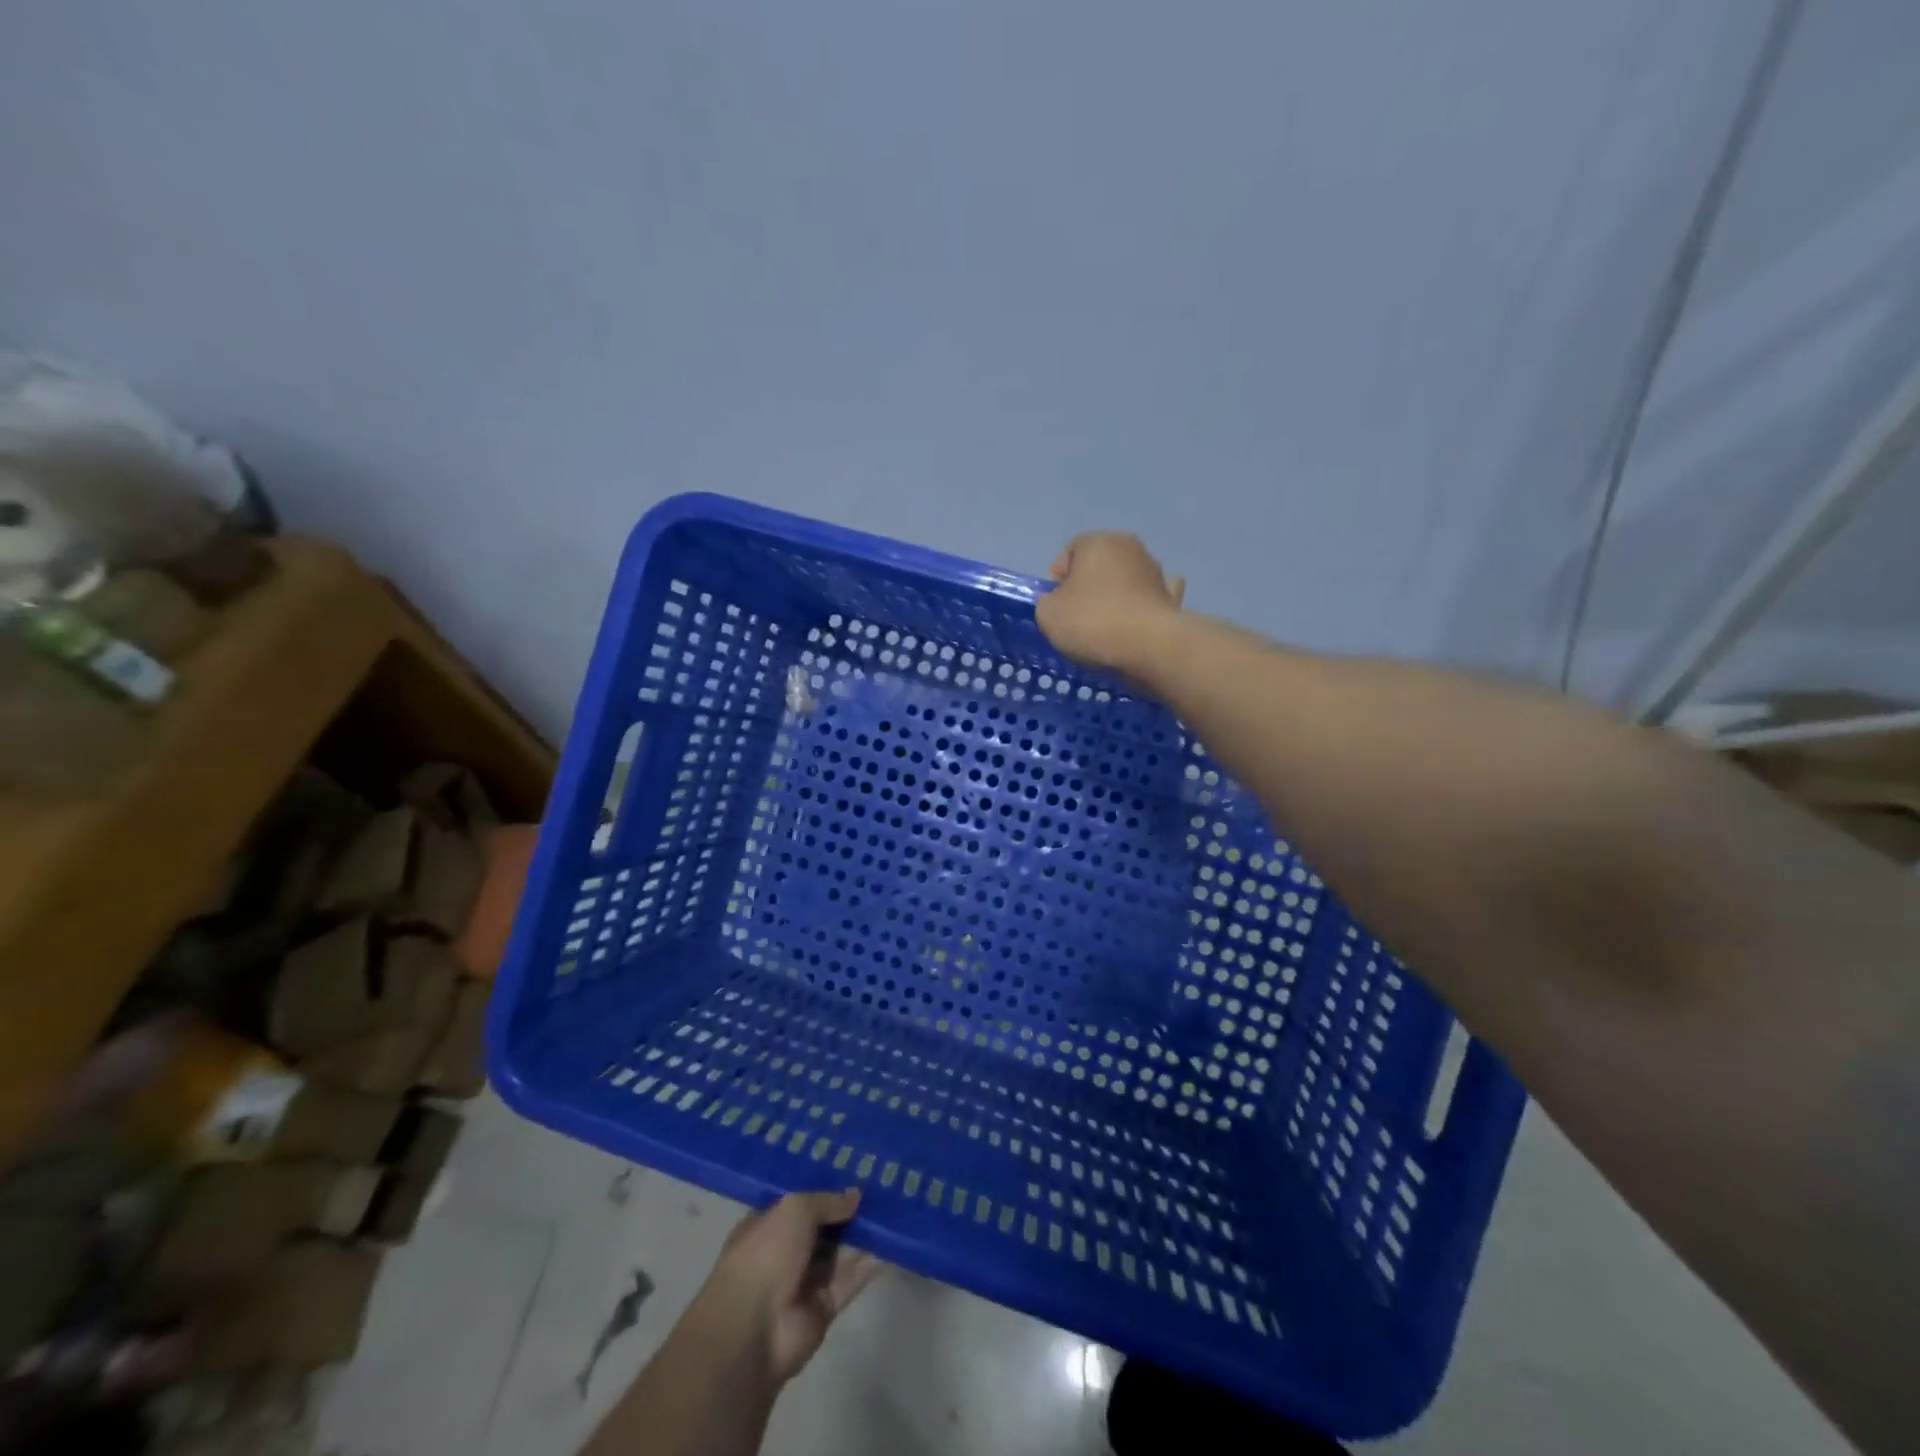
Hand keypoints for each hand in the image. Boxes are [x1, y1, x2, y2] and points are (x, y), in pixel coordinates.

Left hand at [691, 1189, 878, 1385]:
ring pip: (838, 1255)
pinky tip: (890, 1247)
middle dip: (848, 1214)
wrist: (752, 1331)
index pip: (798, 1205)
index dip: (824, 1192)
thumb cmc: (765, 1255)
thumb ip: (828, 1201)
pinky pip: (848, 1282)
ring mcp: (801, 1284)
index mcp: (765, 1227)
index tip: (854, 1176)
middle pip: (822, 1230)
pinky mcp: (821, 1311)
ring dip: (861, 1238)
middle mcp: (783, 1254)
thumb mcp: (796, 1209)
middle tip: (882, 1191)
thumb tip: (856, 1195)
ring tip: (892, 1213)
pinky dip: (867, 1267)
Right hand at [1034, 531, 1185, 672]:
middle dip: (1088, 587)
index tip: (1056, 606)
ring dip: (1116, 597)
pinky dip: (1143, 608)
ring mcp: (1156, 571)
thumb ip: (1048, 602)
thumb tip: (1060, 602)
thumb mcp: (1048, 613)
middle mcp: (1130, 547)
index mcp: (1097, 542)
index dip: (1058, 580)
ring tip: (1106, 630)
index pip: (1070, 553)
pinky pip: (1151, 598)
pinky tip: (1137, 624)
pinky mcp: (1171, 598)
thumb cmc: (1092, 622)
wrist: (1149, 647)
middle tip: (1077, 619)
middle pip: (1099, 565)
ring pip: (1126, 580)